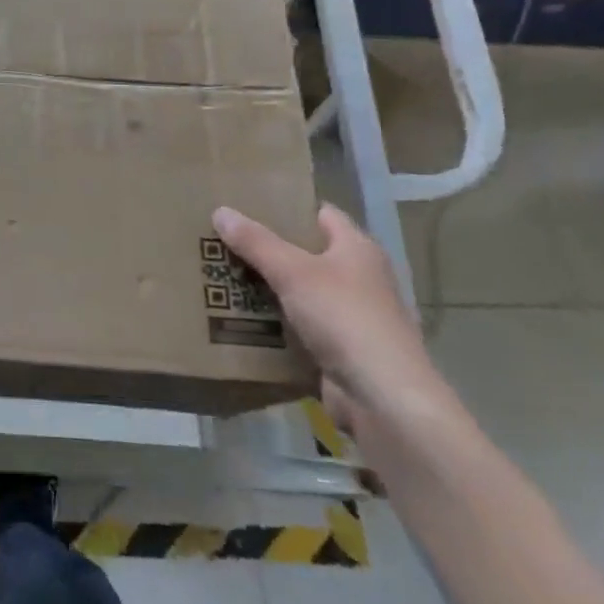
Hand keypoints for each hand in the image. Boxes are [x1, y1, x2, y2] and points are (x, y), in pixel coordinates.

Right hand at [211, 202, 449, 439]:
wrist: (383, 398)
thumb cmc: (344, 318)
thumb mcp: (293, 272)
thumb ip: (256, 242)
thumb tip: (221, 210)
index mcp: (357, 249)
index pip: (320, 214)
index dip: (287, 207)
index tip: (247, 205)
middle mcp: (359, 277)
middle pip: (306, 253)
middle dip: (267, 249)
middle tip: (224, 240)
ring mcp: (351, 316)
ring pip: (300, 292)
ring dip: (267, 288)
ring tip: (223, 276)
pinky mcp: (340, 349)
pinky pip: (299, 326)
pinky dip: (274, 323)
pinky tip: (241, 319)